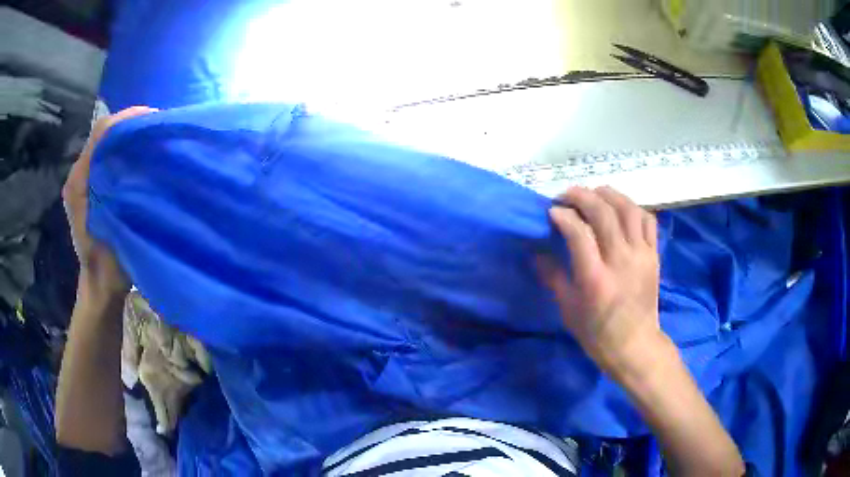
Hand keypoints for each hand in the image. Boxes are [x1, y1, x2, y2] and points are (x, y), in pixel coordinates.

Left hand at [63, 106, 156, 296]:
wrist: (99, 285)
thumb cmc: (109, 263)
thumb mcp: (117, 225)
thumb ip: (120, 188)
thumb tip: (140, 154)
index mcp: (79, 180)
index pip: (102, 131)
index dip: (127, 118)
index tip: (153, 118)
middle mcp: (77, 174)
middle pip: (103, 133)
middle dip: (130, 123)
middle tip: (155, 127)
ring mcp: (81, 180)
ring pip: (104, 143)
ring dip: (127, 135)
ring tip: (149, 138)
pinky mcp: (87, 187)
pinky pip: (104, 156)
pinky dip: (121, 150)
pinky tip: (136, 157)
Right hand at [538, 186, 662, 375]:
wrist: (634, 345)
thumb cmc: (597, 332)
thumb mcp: (568, 309)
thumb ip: (553, 276)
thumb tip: (536, 251)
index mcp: (595, 278)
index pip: (578, 232)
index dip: (563, 215)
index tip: (552, 211)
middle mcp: (620, 261)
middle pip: (603, 213)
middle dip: (581, 196)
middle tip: (567, 195)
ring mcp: (641, 256)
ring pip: (628, 209)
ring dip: (608, 194)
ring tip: (594, 193)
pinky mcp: (654, 255)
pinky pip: (647, 220)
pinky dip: (633, 208)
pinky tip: (620, 208)